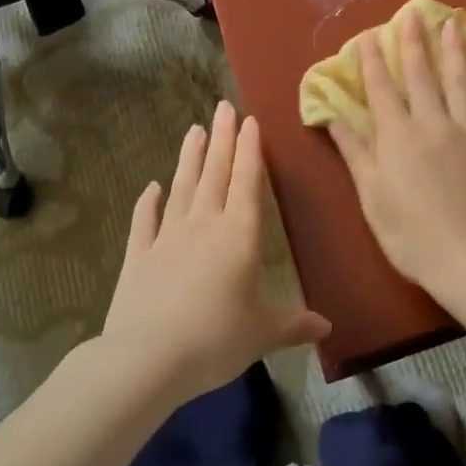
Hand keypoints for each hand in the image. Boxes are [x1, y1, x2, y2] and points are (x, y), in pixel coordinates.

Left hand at [100, 101, 330, 406]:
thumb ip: (294, 325)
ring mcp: (166, 237)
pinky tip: (151, 187)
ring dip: (189, 158)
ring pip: (181, 187)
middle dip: (221, 139)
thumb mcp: (263, 334)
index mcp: (238, 236)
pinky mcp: (138, 256)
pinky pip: (144, 221)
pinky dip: (147, 203)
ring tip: (193, 129)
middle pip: (214, 174)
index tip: (249, 121)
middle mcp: (202, 226)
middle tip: (222, 107)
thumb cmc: (215, 340)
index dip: (249, 151)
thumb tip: (328, 327)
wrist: (146, 358)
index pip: (246, 183)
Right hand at [326, 11, 465, 302]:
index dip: (373, 62)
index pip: (382, 90)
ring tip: (452, 23)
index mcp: (399, 137)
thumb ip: (356, 153)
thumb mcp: (372, 197)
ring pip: (461, 83)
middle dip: (413, 43)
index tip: (368, 36)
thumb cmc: (411, 234)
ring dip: (455, 51)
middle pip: (422, 77)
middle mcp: (434, 124)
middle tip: (411, 13)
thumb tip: (333, 117)